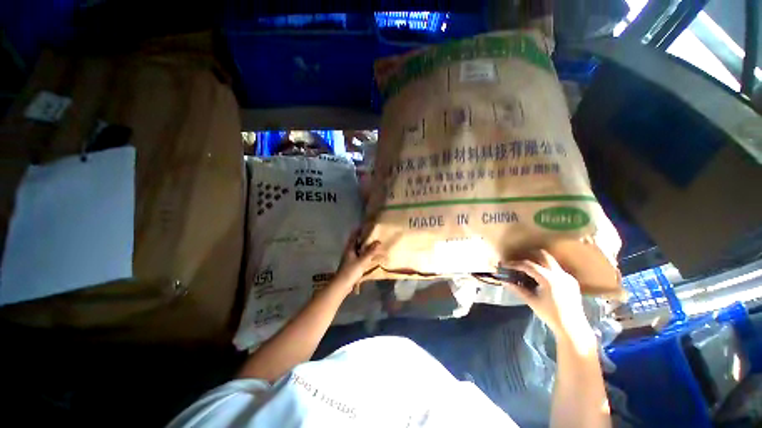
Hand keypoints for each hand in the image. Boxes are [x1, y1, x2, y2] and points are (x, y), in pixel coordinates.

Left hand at [336, 230, 384, 285]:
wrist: (342, 285)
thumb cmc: (351, 271)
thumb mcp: (362, 260)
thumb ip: (370, 251)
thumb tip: (378, 241)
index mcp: (349, 248)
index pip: (354, 236)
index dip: (358, 230)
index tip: (365, 225)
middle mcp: (349, 252)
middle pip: (356, 242)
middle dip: (362, 238)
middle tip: (371, 234)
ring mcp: (349, 259)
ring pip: (357, 250)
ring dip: (364, 246)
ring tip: (372, 244)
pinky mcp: (351, 266)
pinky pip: (359, 257)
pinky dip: (364, 254)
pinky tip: (369, 256)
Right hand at [504, 251, 594, 343]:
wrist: (573, 328)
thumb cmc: (550, 315)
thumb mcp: (531, 301)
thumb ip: (518, 289)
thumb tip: (505, 281)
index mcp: (548, 279)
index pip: (528, 265)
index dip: (515, 264)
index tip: (506, 265)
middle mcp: (559, 274)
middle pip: (543, 255)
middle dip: (529, 255)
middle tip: (519, 261)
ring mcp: (567, 276)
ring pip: (551, 261)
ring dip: (538, 262)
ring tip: (528, 269)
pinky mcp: (572, 281)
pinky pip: (557, 269)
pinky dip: (546, 269)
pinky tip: (541, 278)